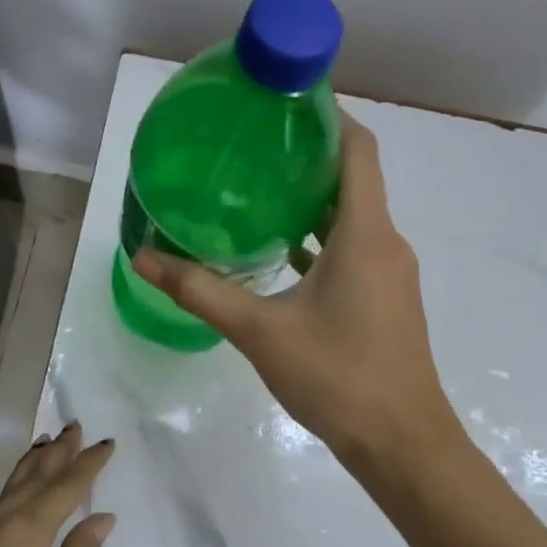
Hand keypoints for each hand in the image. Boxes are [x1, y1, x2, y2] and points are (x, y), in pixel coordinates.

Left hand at [0, 424, 114, 546]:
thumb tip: (100, 518)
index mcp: (22, 535)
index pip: (63, 488)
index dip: (87, 464)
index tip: (105, 443)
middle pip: (29, 480)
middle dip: (54, 454)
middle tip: (72, 427)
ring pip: (4, 494)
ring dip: (29, 469)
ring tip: (45, 448)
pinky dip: (9, 495)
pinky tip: (14, 502)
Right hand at [133, 110, 460, 473]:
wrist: (403, 445)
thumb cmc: (339, 378)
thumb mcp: (261, 332)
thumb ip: (201, 291)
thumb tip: (143, 257)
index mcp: (366, 233)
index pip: (358, 149)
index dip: (328, 116)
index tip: (284, 101)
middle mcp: (386, 241)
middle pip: (353, 176)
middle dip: (306, 154)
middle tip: (252, 144)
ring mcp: (390, 271)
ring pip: (352, 215)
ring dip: (311, 198)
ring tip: (256, 188)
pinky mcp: (386, 297)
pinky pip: (353, 248)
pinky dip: (320, 237)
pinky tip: (279, 249)